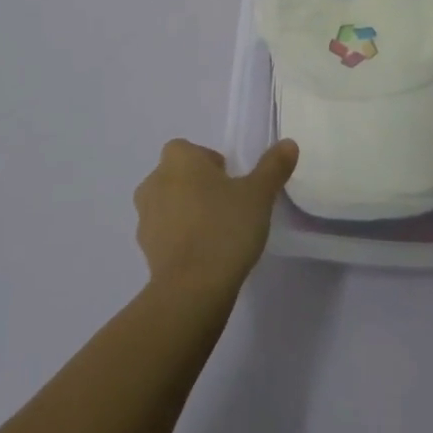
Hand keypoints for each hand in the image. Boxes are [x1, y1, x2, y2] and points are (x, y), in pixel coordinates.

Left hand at [133, 138, 299, 299]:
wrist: (192, 289)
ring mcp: (145, 218)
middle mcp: (154, 181)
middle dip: (198, 187)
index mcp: (178, 159)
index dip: (210, 163)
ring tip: (216, 233)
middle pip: (178, 176)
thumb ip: (273, 166)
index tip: (231, 183)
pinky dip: (180, 239)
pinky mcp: (144, 250)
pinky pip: (164, 234)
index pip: (191, 150)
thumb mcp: (259, 194)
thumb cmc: (225, 228)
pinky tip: (204, 256)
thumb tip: (288, 144)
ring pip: (168, 205)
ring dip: (186, 213)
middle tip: (227, 206)